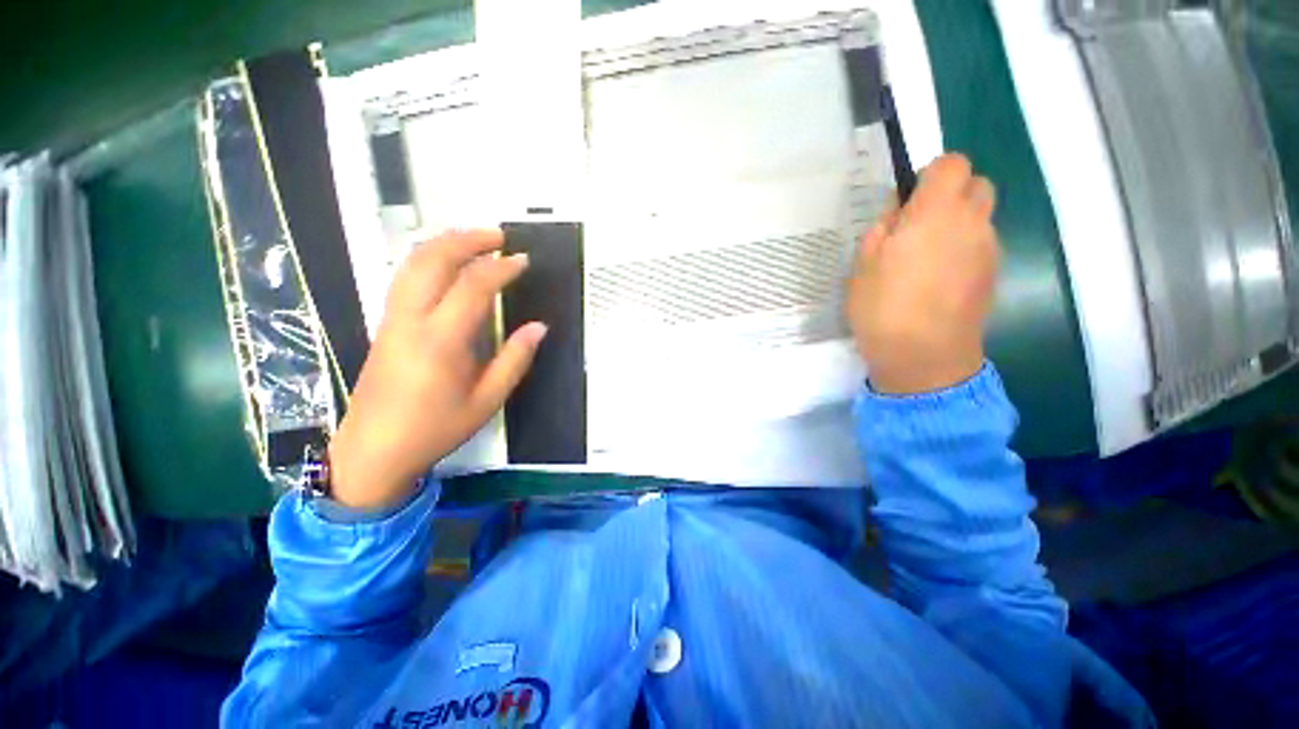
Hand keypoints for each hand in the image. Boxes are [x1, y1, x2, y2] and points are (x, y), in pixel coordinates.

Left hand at [327, 229, 546, 509]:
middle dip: (467, 239)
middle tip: (499, 236)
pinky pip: (405, 277)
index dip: (501, 268)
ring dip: (445, 243)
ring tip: (475, 239)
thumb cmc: (435, 429)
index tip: (523, 261)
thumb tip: (538, 327)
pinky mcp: (385, 323)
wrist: (372, 450)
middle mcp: (411, 319)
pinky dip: (428, 258)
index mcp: (441, 341)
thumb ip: (514, 360)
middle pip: (433, 259)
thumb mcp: (486, 400)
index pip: (472, 286)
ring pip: (412, 263)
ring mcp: (392, 318)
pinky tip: (447, 263)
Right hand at [846, 154, 999, 394]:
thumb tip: (899, 213)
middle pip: (976, 185)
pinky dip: (963, 249)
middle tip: (917, 226)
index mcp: (935, 214)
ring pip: (980, 217)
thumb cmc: (883, 308)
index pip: (952, 164)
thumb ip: (882, 229)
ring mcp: (989, 249)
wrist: (924, 356)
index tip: (909, 201)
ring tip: (925, 259)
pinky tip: (938, 280)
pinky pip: (981, 245)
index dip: (931, 175)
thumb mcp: (862, 266)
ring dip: (957, 224)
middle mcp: (972, 222)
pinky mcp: (993, 273)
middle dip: (950, 195)